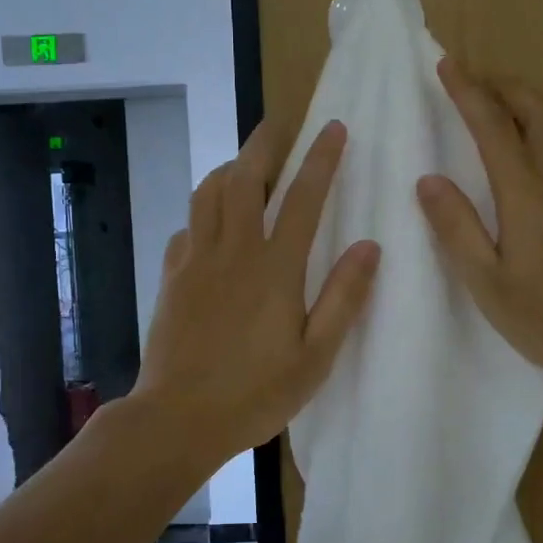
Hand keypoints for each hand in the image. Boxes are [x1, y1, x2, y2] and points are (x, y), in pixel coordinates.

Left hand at [133, 119, 380, 466]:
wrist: (178, 418)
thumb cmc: (256, 393)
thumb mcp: (315, 356)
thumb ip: (343, 299)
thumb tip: (370, 247)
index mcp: (275, 269)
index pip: (303, 198)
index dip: (321, 159)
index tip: (333, 127)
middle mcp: (233, 252)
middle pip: (245, 180)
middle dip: (263, 144)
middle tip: (277, 123)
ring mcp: (196, 262)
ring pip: (208, 195)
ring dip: (228, 169)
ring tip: (243, 164)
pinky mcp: (172, 278)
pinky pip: (187, 228)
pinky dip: (201, 212)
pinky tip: (209, 222)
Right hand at [417, 58, 542, 404]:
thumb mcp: (488, 283)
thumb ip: (456, 228)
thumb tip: (428, 180)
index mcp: (528, 193)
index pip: (492, 125)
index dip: (468, 91)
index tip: (447, 65)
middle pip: (536, 109)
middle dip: (503, 85)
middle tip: (475, 80)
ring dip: (531, 101)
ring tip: (506, 103)